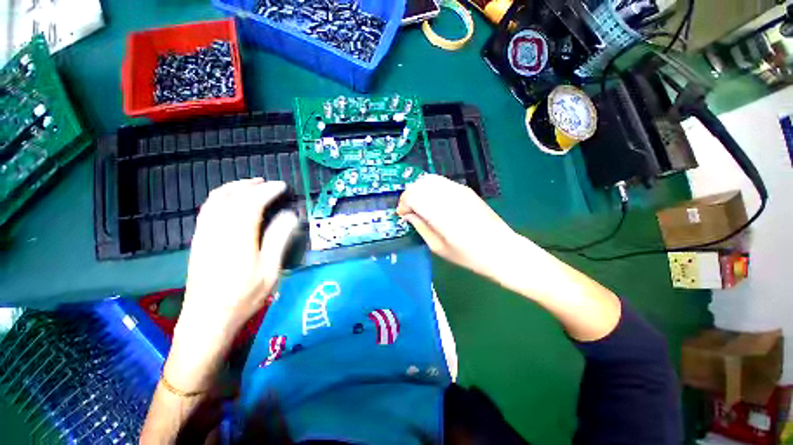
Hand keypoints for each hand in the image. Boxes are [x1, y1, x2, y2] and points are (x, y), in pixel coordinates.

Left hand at [180, 179, 297, 339]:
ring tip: (251, 184)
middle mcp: (217, 230)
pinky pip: (207, 209)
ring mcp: (204, 234)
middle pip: (232, 197)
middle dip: (252, 185)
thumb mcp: (270, 271)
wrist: (207, 318)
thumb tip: (290, 216)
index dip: (268, 191)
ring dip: (234, 187)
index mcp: (237, 237)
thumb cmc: (244, 296)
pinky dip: (221, 196)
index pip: (252, 203)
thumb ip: (278, 239)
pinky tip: (231, 200)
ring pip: (216, 200)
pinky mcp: (198, 240)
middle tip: (269, 183)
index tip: (282, 187)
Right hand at [397, 174, 517, 278]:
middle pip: (419, 184)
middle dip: (409, 196)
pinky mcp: (465, 190)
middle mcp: (448, 195)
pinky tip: (433, 202)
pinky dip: (431, 189)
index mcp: (439, 211)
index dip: (403, 204)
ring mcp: (458, 190)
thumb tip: (408, 215)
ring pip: (430, 180)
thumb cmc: (468, 255)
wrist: (500, 249)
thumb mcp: (438, 247)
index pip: (412, 196)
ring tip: (420, 206)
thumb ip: (420, 227)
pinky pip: (441, 182)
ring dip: (420, 191)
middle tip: (409, 211)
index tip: (402, 215)